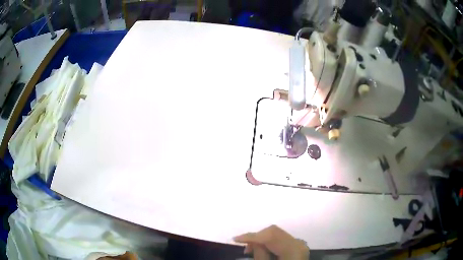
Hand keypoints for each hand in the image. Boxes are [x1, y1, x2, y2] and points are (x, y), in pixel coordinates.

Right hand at [234, 225, 308, 259]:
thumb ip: (260, 253)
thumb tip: (254, 242)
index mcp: (294, 248)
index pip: (271, 235)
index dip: (252, 236)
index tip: (235, 239)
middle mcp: (298, 243)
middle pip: (274, 232)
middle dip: (257, 238)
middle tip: (246, 250)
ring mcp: (299, 244)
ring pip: (276, 235)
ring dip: (262, 241)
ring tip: (252, 252)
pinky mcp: (296, 248)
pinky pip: (280, 240)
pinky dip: (269, 244)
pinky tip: (263, 252)